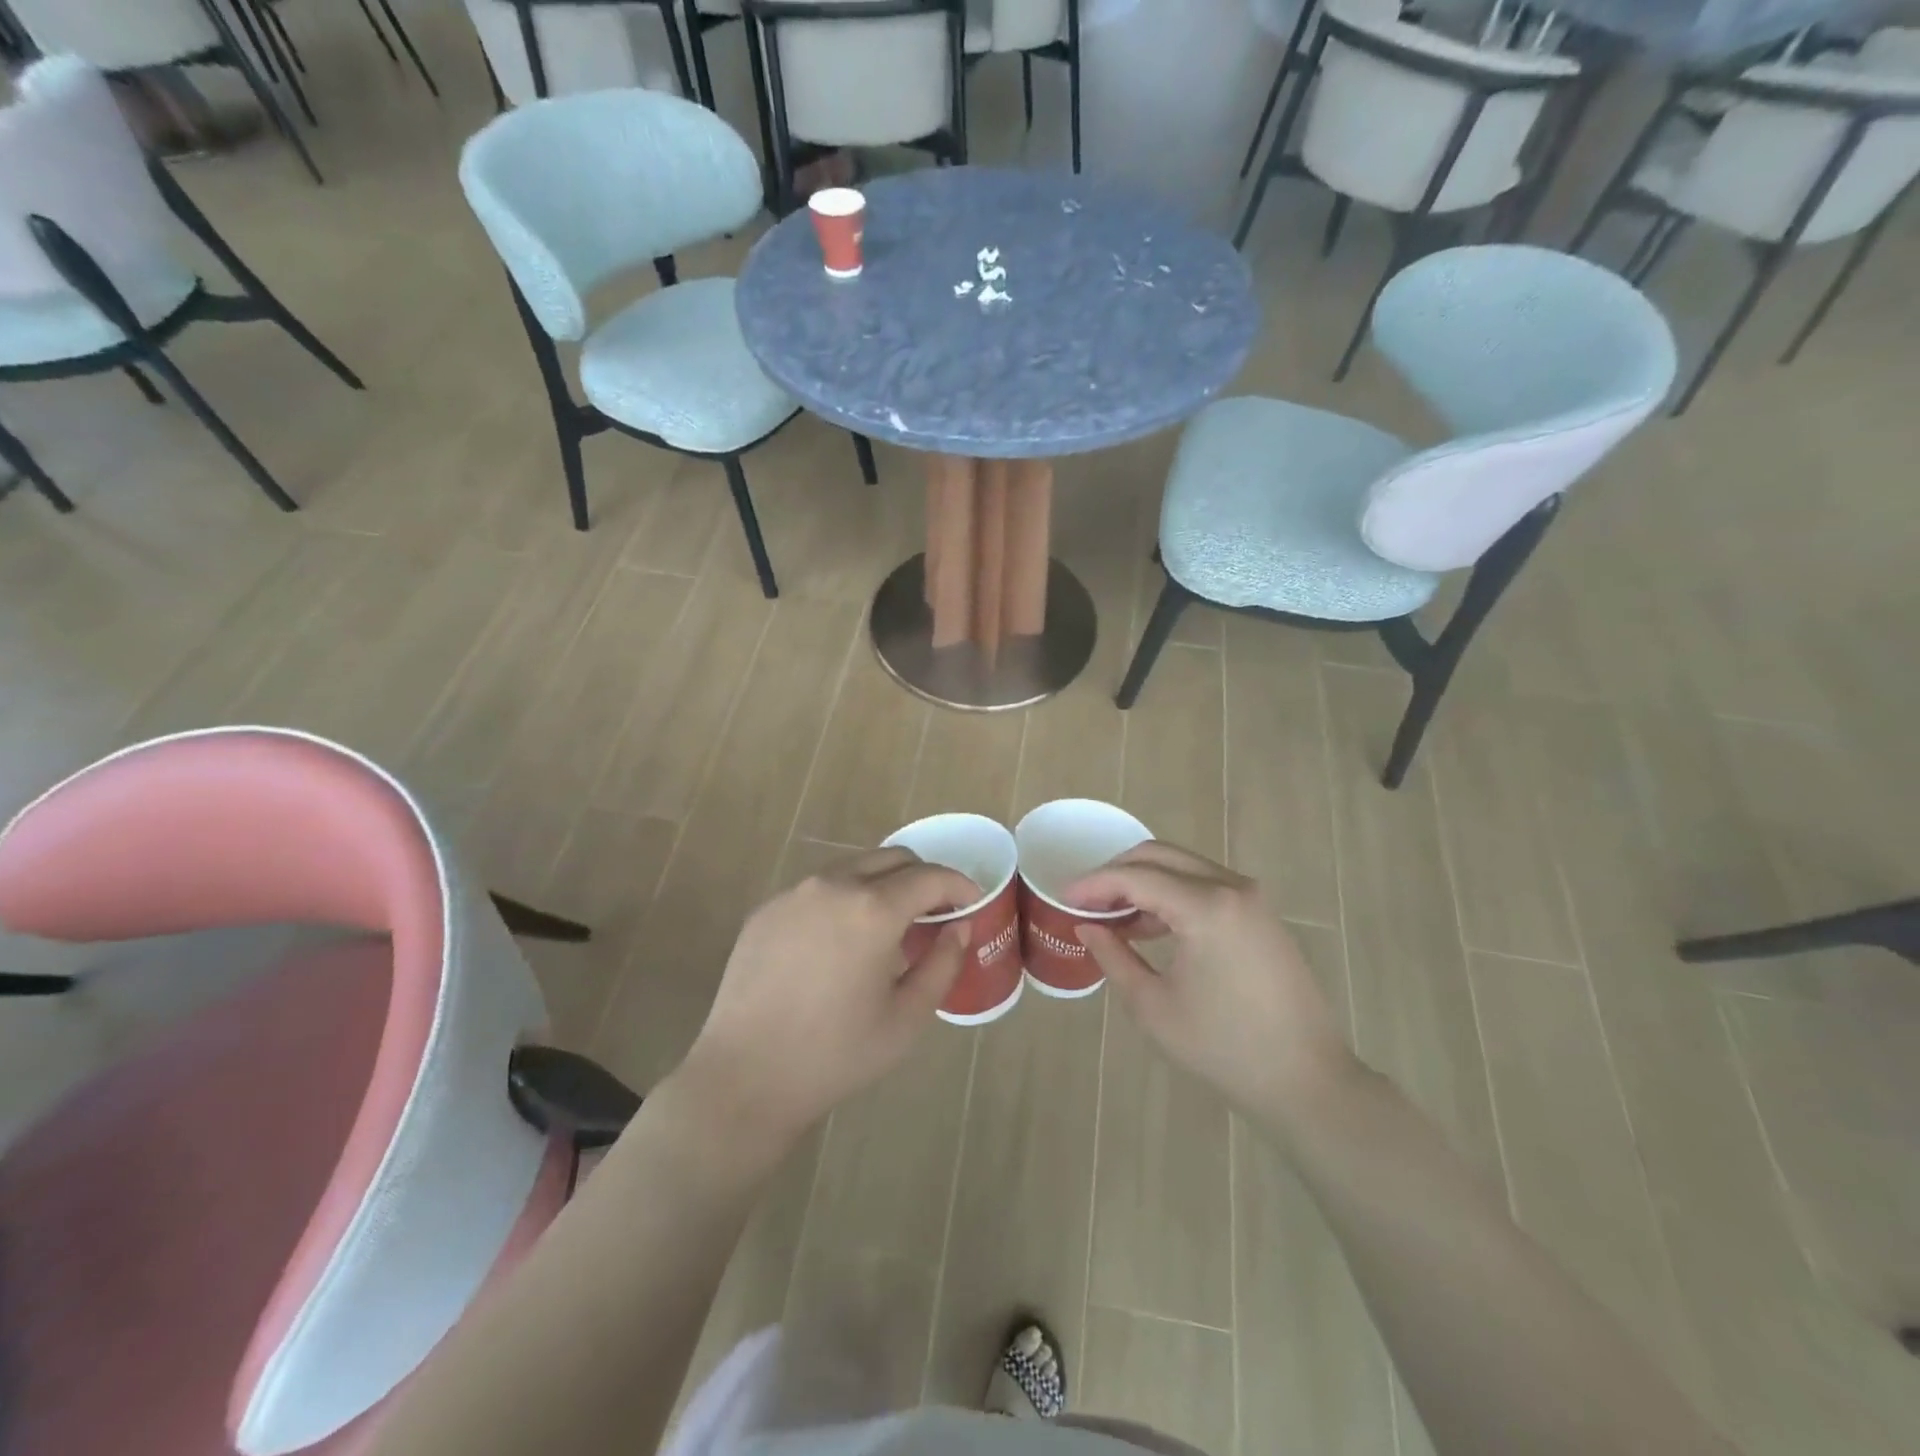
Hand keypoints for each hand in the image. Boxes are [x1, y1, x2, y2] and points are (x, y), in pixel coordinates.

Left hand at [679, 848, 979, 1150]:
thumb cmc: (836, 1054)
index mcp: (873, 909)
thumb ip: (942, 964)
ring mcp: (794, 893)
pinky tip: (841, 940)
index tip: (973, 902)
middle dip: (924, 877)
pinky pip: (818, 888)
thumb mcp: (906, 1017)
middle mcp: (834, 884)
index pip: (930, 876)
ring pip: (854, 867)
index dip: (959, 885)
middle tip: (936, 912)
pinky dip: (844, 898)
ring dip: (883, 883)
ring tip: (890, 924)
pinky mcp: (767, 909)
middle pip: (893, 859)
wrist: (745, 1077)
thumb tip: (959, 927)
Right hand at [1068, 843, 1354, 1124]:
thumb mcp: (1154, 1006)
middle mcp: (1232, 888)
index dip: (1094, 884)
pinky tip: (1149, 926)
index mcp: (1207, 907)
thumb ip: (1114, 957)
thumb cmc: (1224, 1049)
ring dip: (1143, 882)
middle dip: (1116, 873)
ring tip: (1112, 916)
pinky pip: (1205, 886)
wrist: (1307, 1081)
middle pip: (1159, 856)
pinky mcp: (1261, 915)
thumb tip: (1088, 927)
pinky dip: (1172, 894)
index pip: (1136, 877)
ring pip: (1183, 867)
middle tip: (1085, 900)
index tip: (1063, 897)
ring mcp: (1252, 898)